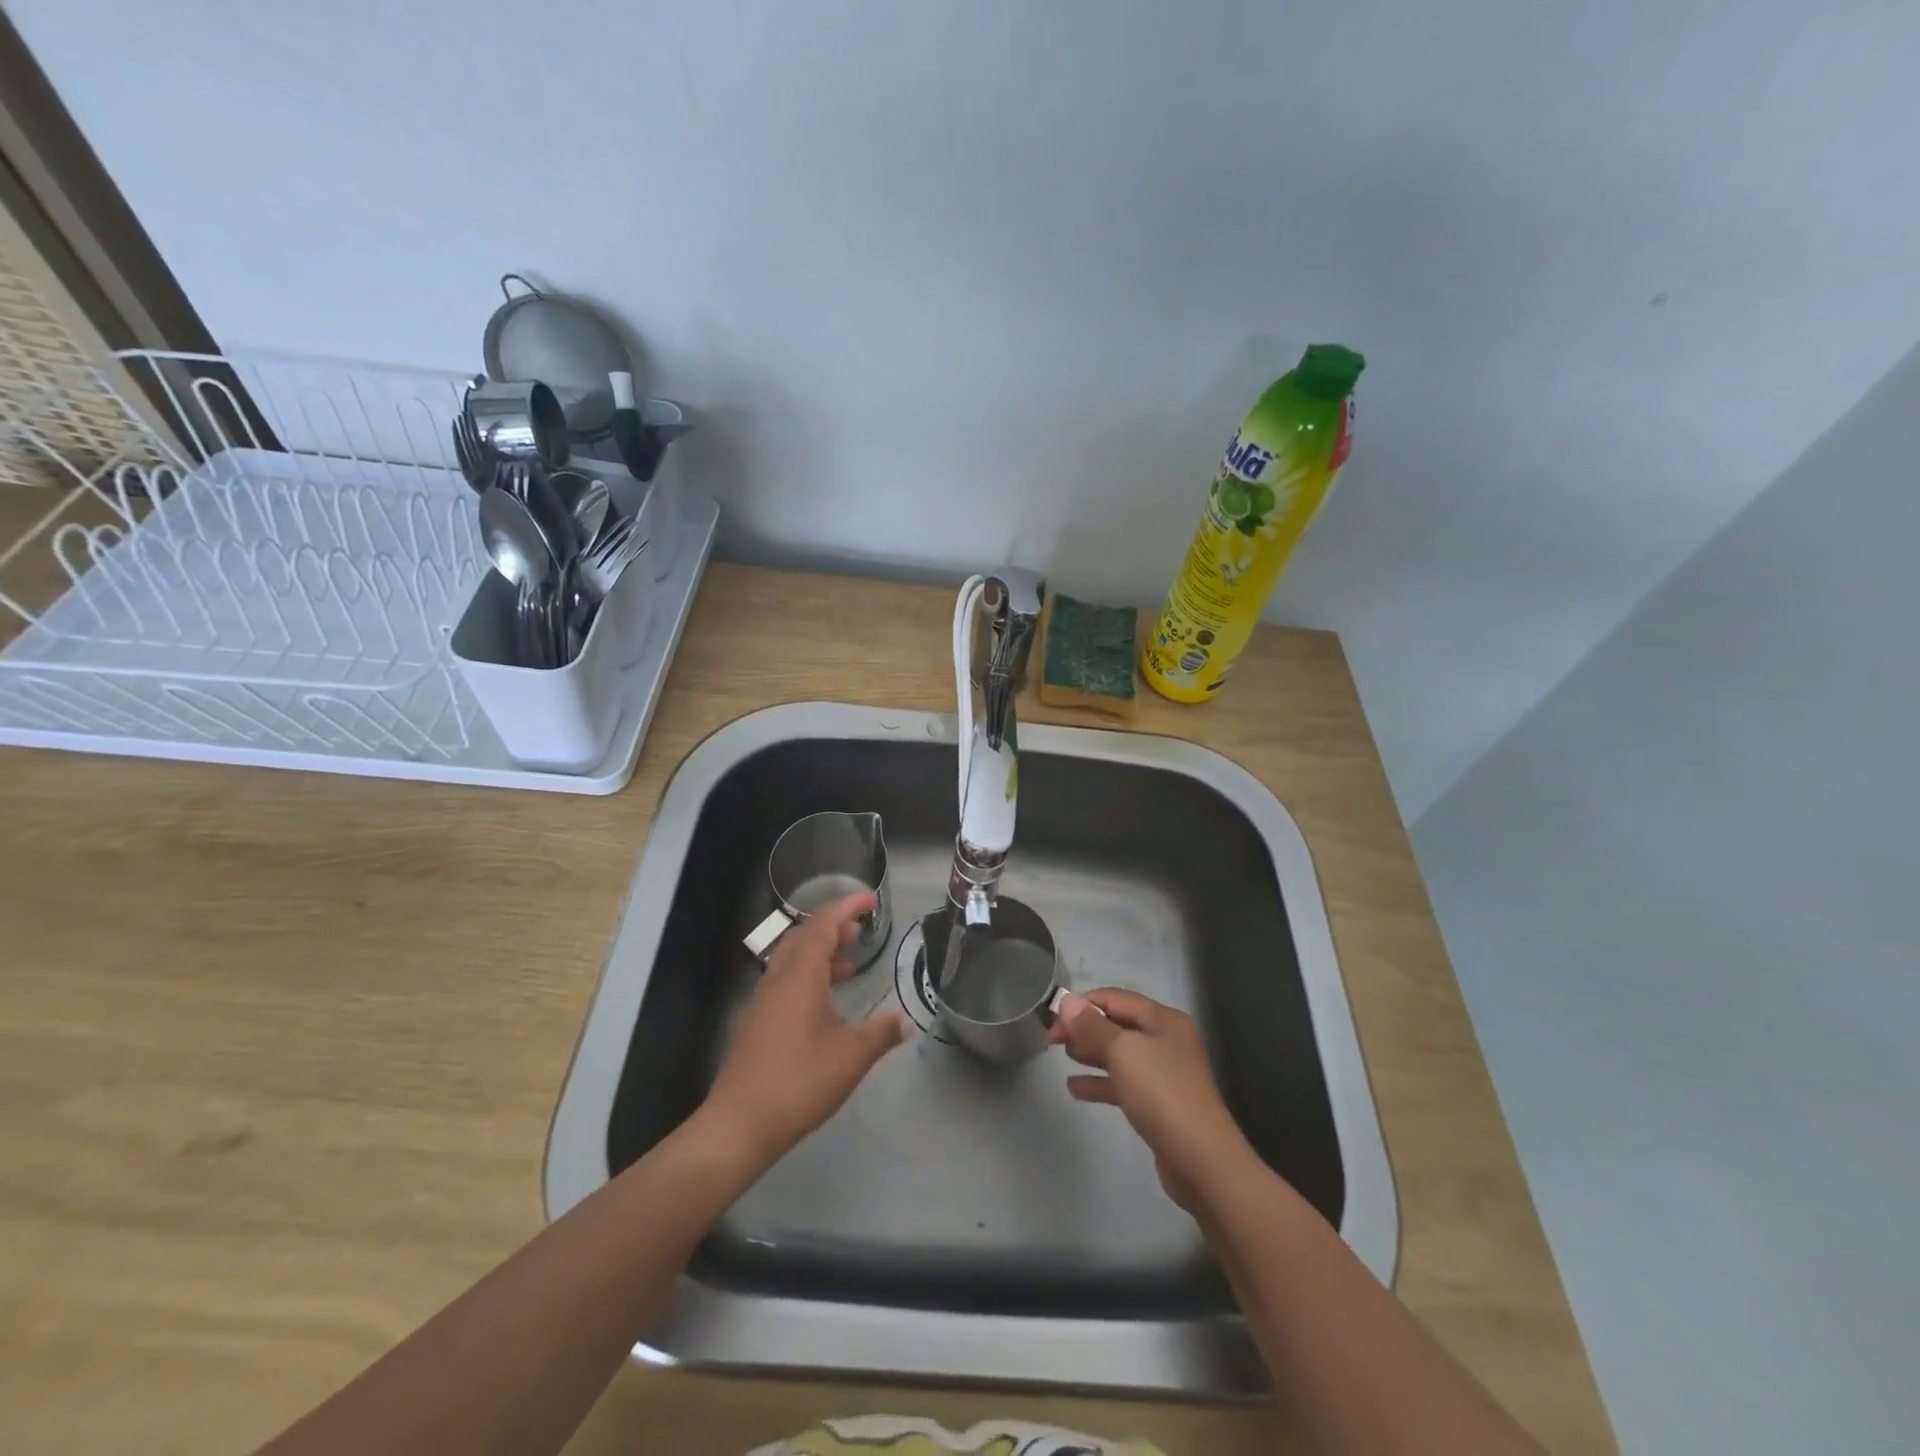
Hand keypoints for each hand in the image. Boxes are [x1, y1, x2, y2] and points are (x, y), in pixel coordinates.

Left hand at [702, 891, 911, 1168]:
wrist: (738, 1125)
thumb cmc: (798, 1081)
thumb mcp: (851, 1057)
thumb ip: (881, 1034)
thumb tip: (905, 1021)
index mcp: (800, 976)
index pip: (823, 925)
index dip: (847, 907)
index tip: (871, 900)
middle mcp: (778, 980)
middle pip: (803, 938)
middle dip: (833, 928)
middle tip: (861, 932)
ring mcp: (763, 1003)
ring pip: (792, 961)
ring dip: (821, 954)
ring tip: (850, 964)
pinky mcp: (756, 1025)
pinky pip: (785, 983)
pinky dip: (809, 978)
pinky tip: (826, 1005)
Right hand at [1049, 988, 1253, 1210]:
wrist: (1201, 1160)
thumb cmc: (1161, 1093)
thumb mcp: (1122, 1051)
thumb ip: (1092, 1025)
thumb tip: (1067, 1000)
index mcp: (1164, 1019)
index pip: (1116, 998)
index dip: (1082, 1004)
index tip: (1052, 1019)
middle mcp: (1167, 1040)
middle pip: (1118, 1024)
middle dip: (1085, 1027)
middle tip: (1053, 1039)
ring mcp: (1165, 1073)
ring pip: (1120, 1054)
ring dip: (1091, 1052)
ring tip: (1063, 1056)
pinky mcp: (1160, 1104)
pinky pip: (1124, 1083)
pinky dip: (1100, 1082)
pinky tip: (1075, 1087)